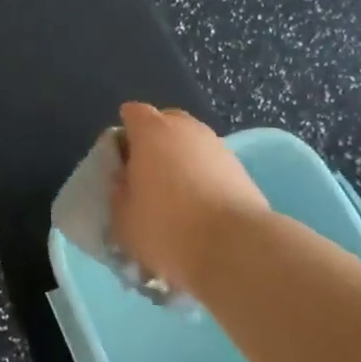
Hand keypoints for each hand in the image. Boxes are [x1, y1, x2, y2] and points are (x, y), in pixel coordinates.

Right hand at [111, 102, 269, 292]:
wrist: (237, 248)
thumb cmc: (167, 227)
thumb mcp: (123, 217)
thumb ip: (118, 191)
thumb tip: (125, 182)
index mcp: (150, 130)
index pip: (132, 113)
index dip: (125, 134)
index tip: (121, 160)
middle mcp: (185, 128)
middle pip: (166, 122)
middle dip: (155, 141)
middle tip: (148, 174)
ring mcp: (217, 146)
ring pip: (192, 143)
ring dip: (183, 160)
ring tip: (178, 195)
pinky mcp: (242, 169)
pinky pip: (213, 165)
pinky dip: (205, 177)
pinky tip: (202, 207)